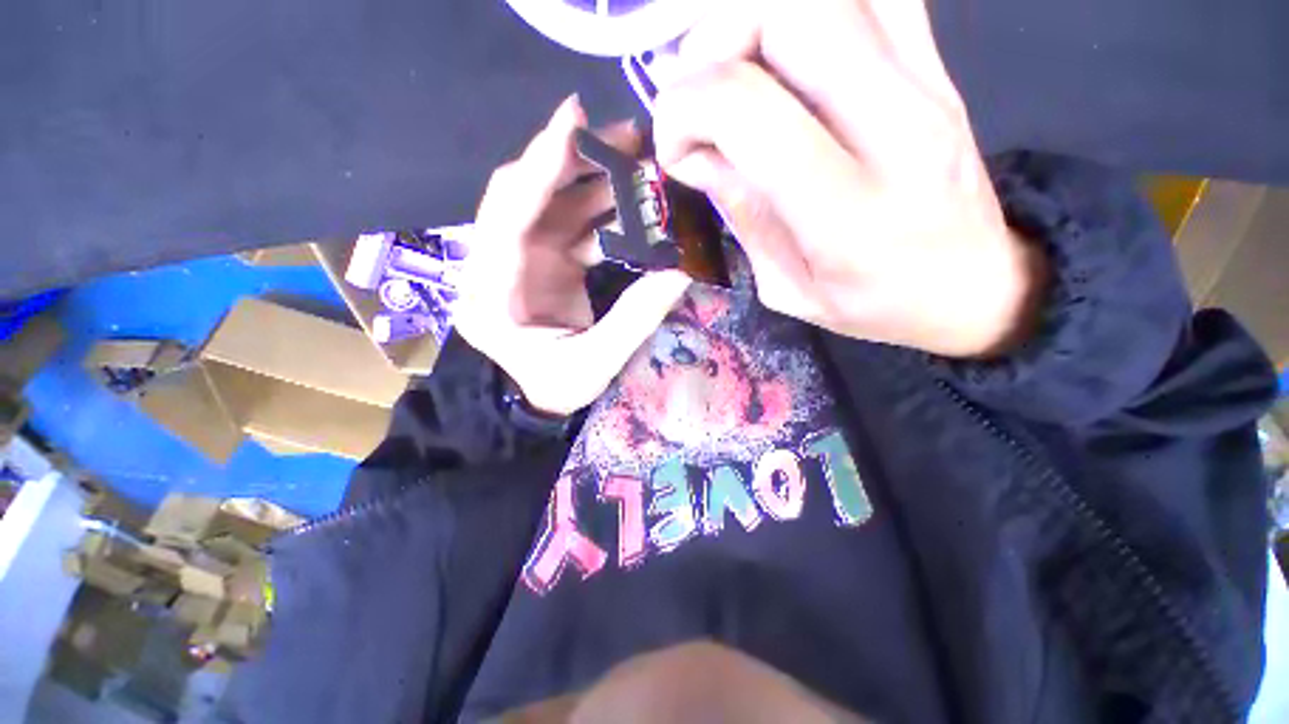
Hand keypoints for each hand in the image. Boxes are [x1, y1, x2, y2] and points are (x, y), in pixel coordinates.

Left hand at [455, 96, 691, 416]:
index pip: (509, 216)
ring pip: (550, 203)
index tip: (574, 119)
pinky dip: (599, 211)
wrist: (536, 398)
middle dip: (573, 161)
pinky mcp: (540, 261)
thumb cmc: (555, 387)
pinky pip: (567, 223)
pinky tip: (630, 206)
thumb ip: (635, 318)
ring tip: (639, 164)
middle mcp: (494, 265)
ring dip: (592, 181)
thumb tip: (680, 270)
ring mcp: (518, 260)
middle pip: (525, 194)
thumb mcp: (596, 363)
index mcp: (491, 294)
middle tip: (627, 138)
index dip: (541, 166)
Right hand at [652, 0, 1045, 357]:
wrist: (974, 286)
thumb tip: (694, 152)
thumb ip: (742, 216)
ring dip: (757, 13)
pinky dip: (810, 5)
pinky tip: (786, 50)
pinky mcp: (940, 64)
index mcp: (846, 213)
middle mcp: (895, 128)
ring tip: (731, 66)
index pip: (747, 109)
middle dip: (714, 38)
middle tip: (696, 91)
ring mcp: (928, 82)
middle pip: (792, 12)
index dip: (685, 109)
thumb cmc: (874, 304)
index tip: (672, 146)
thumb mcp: (788, 288)